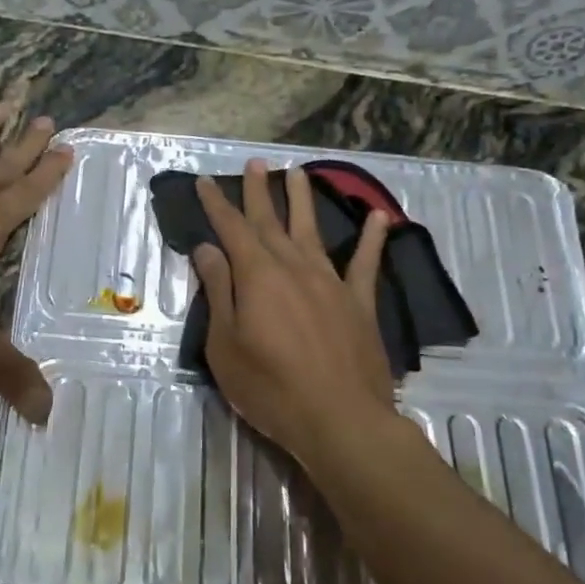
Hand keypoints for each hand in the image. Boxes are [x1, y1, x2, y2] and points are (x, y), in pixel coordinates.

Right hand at [191, 161, 399, 470]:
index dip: (217, 205)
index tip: (206, 182)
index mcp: (258, 276)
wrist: (339, 419)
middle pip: (271, 222)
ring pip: (313, 231)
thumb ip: (219, 292)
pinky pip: (365, 263)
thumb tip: (208, 249)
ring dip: (303, 201)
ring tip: (297, 173)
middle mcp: (294, 268)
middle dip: (260, 192)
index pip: (231, 230)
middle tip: (256, 164)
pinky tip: (378, 217)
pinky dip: (371, 239)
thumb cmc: (270, 388)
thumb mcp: (226, 345)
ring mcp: (330, 283)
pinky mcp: (359, 303)